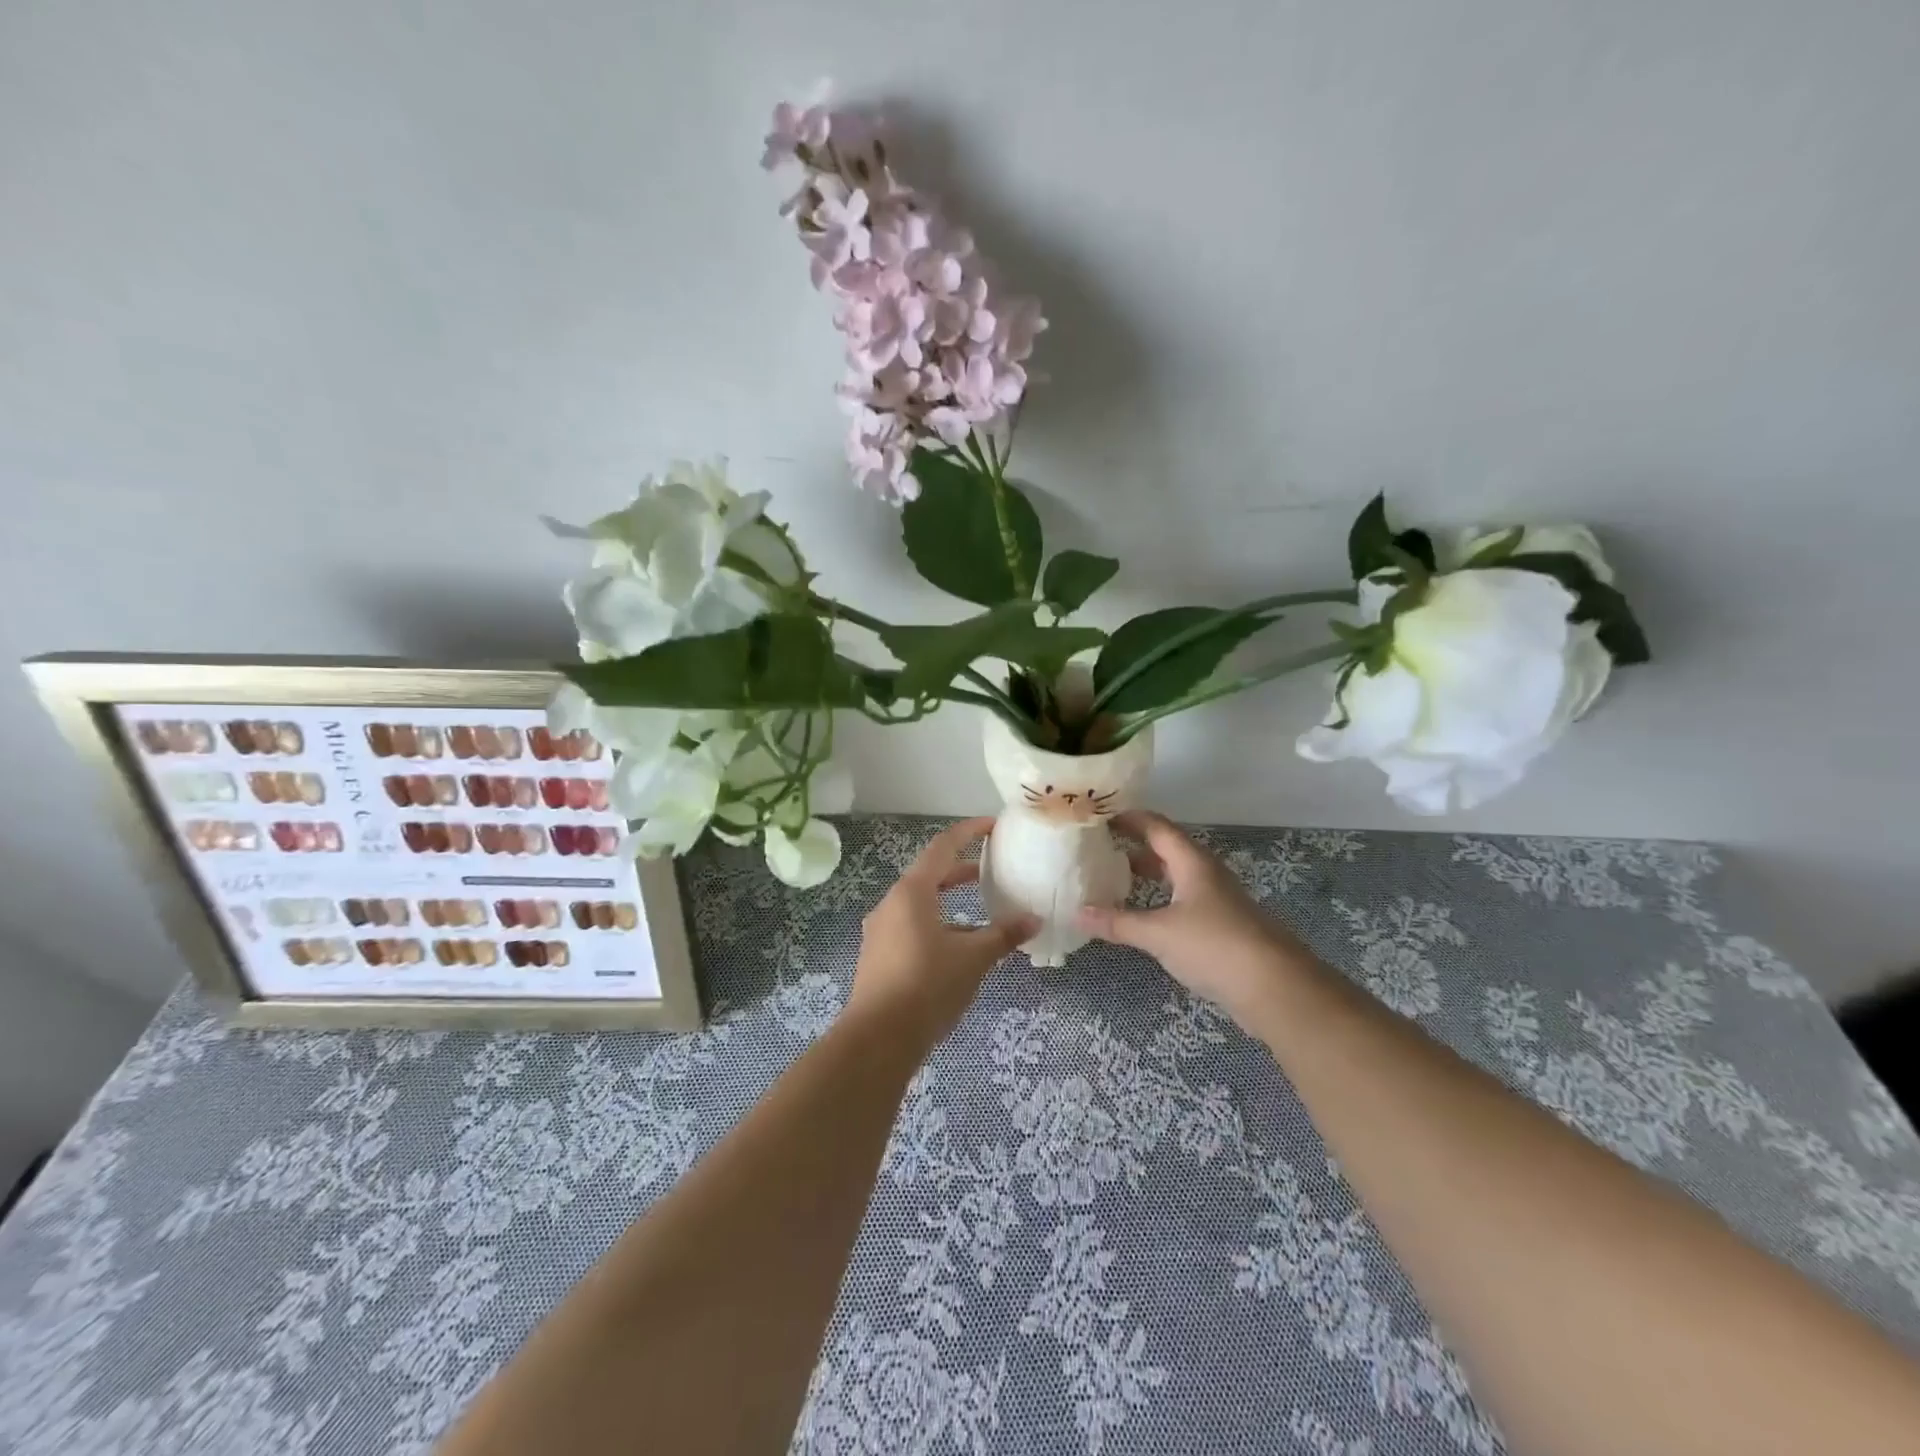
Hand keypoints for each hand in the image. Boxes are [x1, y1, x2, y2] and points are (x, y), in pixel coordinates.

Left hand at [846, 817, 1038, 1052]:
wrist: (878, 1039)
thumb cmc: (927, 985)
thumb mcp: (973, 958)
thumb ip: (1003, 935)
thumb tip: (1034, 919)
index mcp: (912, 892)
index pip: (942, 847)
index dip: (968, 832)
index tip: (992, 826)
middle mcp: (891, 904)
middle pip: (929, 876)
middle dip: (960, 872)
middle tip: (991, 871)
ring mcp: (880, 931)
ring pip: (919, 905)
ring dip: (948, 903)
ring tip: (981, 915)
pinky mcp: (878, 956)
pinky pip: (910, 928)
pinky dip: (936, 926)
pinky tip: (957, 951)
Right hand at [1077, 810, 1319, 1032]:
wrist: (1276, 988)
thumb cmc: (1214, 946)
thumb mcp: (1159, 934)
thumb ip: (1118, 923)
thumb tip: (1078, 913)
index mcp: (1192, 862)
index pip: (1157, 826)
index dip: (1129, 818)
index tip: (1099, 816)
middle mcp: (1206, 874)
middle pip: (1167, 849)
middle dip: (1134, 846)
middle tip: (1098, 848)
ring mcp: (1217, 900)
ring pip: (1176, 876)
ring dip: (1147, 875)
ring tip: (1114, 880)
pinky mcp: (1222, 926)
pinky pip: (1183, 901)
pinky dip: (1159, 900)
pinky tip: (1143, 917)